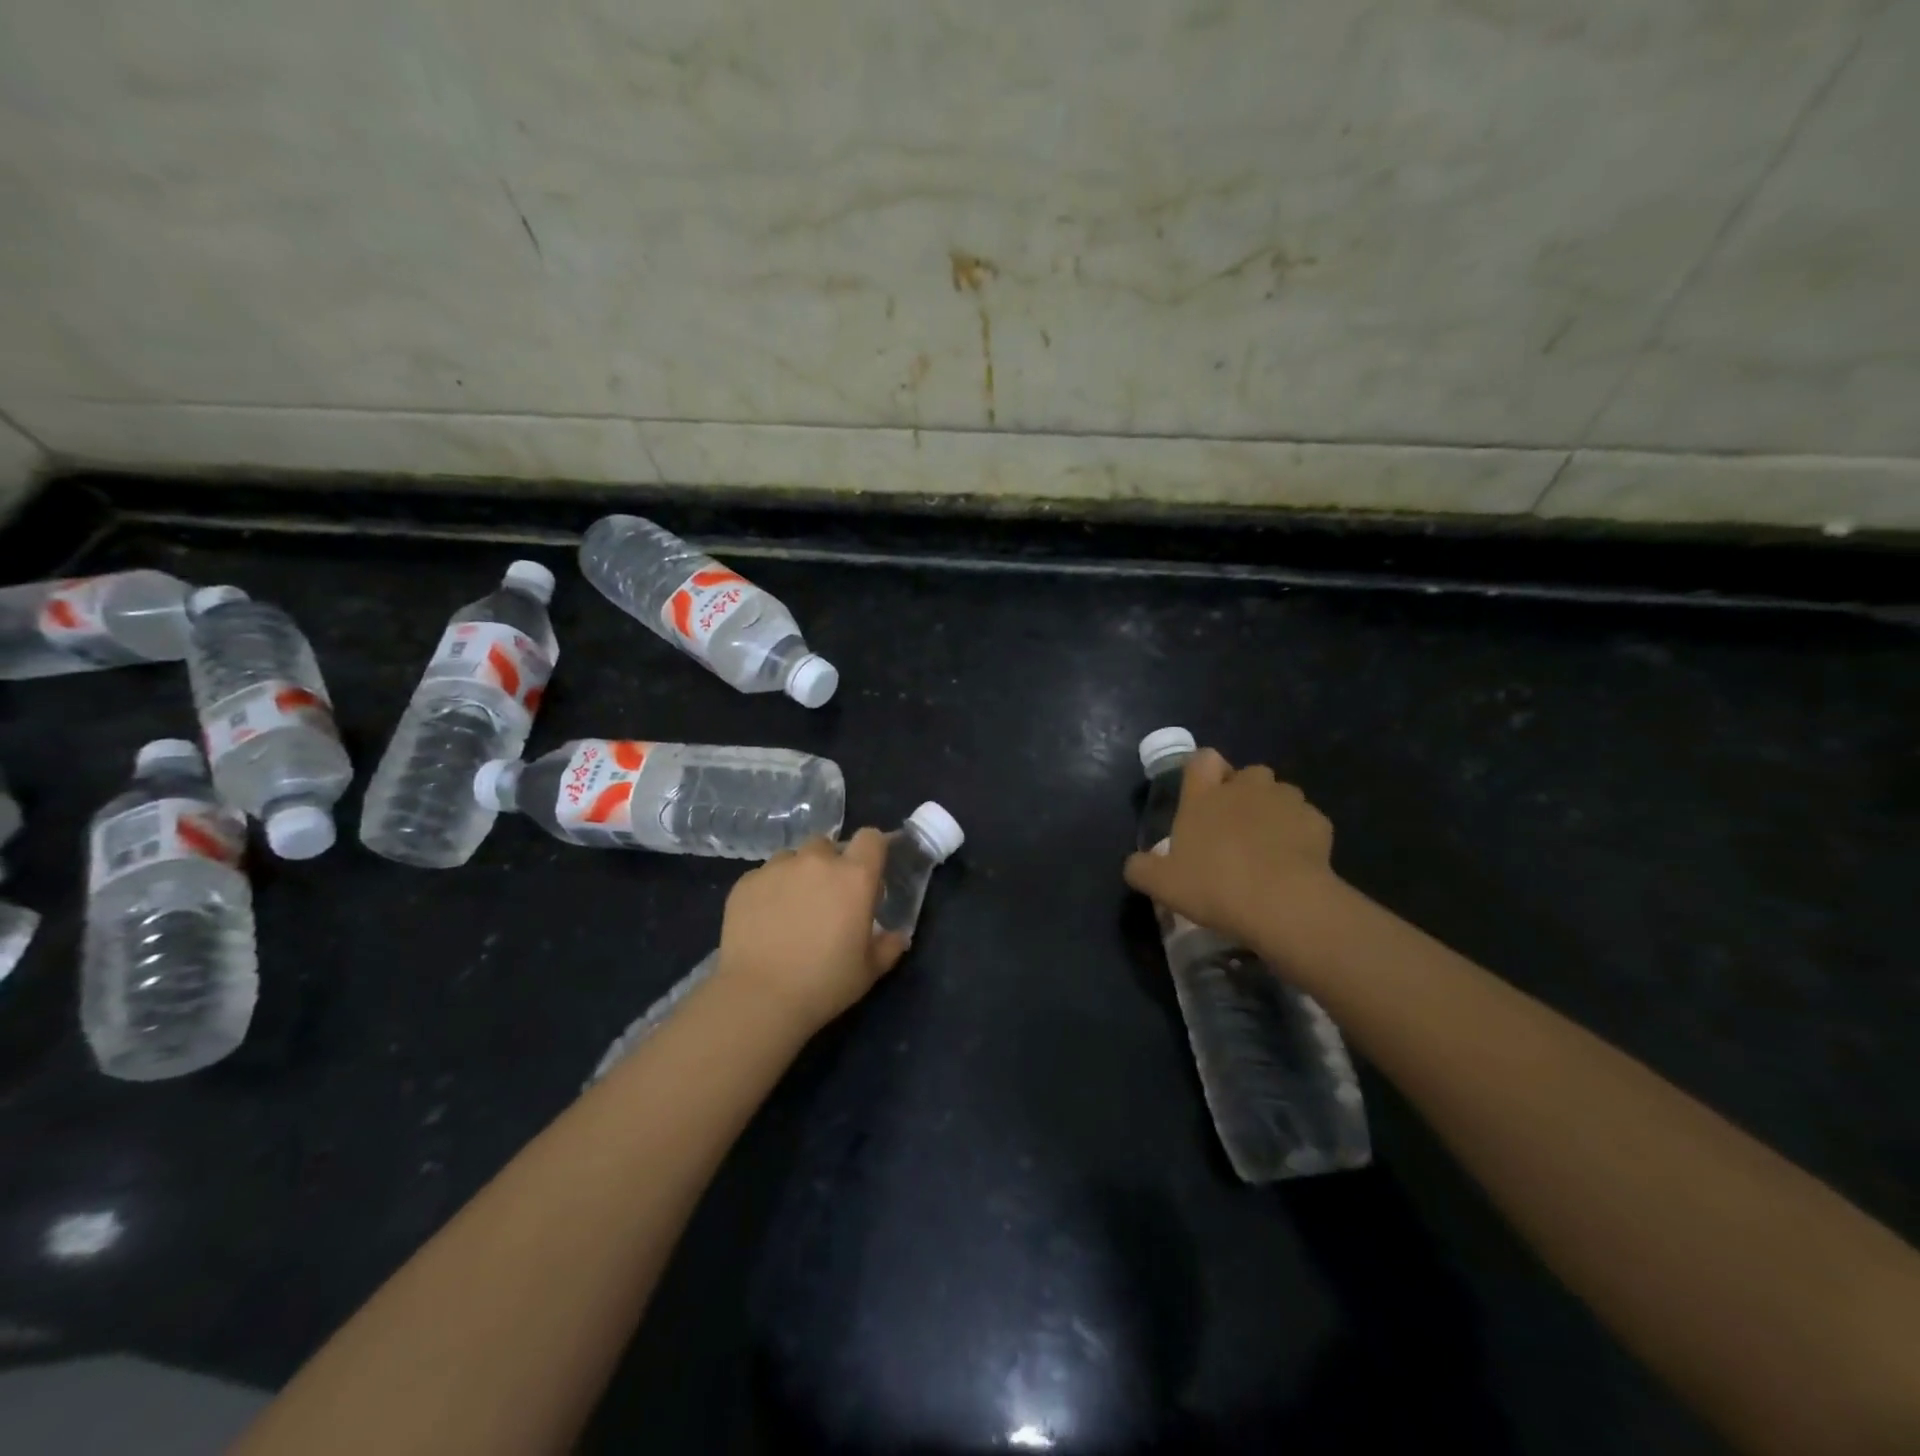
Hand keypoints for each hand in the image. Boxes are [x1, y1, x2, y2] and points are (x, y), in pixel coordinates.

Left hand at [714, 830, 908, 1033]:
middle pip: (828, 845)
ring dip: (797, 874)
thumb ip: (888, 946)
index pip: (871, 838)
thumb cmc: (824, 984)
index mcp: (854, 877)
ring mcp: (777, 868)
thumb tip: (897, 935)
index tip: (869, 872)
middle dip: (830, 864)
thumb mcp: (869, 971)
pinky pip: (763, 875)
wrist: (758, 998)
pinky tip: (764, 920)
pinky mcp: (746, 882)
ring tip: (792, 908)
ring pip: (792, 858)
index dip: (872, 850)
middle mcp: (817, 862)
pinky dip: (769, 890)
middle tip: (827, 898)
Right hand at [1124, 748, 1339, 948]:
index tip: (1202, 794)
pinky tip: (1294, 863)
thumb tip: (1136, 863)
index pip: (1202, 758)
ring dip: (1273, 812)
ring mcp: (1285, 801)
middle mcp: (1245, 787)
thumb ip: (1141, 868)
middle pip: (1247, 774)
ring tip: (1267, 847)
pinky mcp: (1318, 823)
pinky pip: (1306, 821)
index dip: (1202, 771)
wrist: (1282, 904)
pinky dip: (1300, 835)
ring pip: (1280, 795)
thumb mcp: (1161, 884)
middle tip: (1233, 829)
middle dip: (1243, 793)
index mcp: (1204, 795)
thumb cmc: (1214, 885)